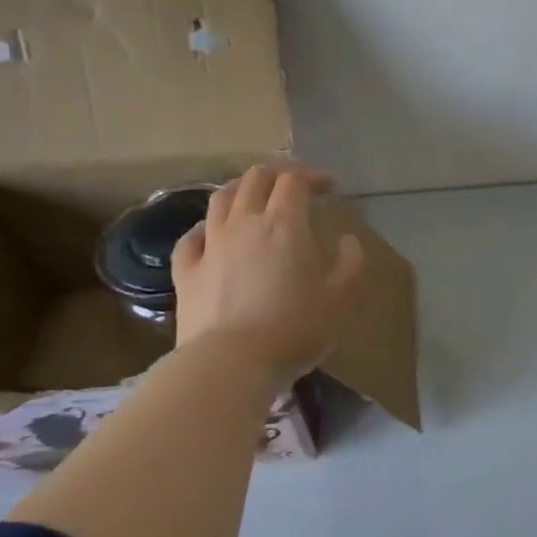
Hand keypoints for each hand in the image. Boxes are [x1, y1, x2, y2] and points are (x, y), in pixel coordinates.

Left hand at [170, 164, 364, 387]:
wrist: (231, 363)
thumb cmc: (294, 328)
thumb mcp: (340, 298)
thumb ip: (351, 263)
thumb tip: (348, 240)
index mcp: (284, 224)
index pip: (295, 181)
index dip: (312, 176)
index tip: (329, 186)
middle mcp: (244, 223)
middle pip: (255, 179)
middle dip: (277, 174)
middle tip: (293, 185)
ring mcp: (210, 245)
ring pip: (220, 198)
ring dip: (240, 189)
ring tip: (252, 196)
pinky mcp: (185, 270)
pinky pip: (191, 236)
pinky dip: (205, 226)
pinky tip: (211, 233)